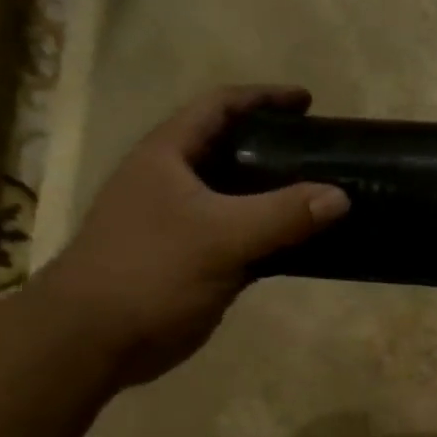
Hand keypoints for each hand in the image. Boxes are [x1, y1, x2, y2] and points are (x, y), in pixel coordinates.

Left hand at [34, 86, 348, 384]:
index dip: (263, 98)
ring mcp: (185, 224)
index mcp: (169, 156)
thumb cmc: (150, 270)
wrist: (95, 337)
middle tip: (323, 155)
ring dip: (280, 197)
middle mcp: (176, 182)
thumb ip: (282, 214)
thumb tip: (340, 196)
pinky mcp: (197, 262)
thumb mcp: (221, 236)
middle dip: (277, 148)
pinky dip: (276, 238)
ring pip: (242, 199)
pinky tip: (306, 246)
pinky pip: (246, 240)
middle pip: (233, 150)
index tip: (308, 101)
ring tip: (324, 197)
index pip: (219, 107)